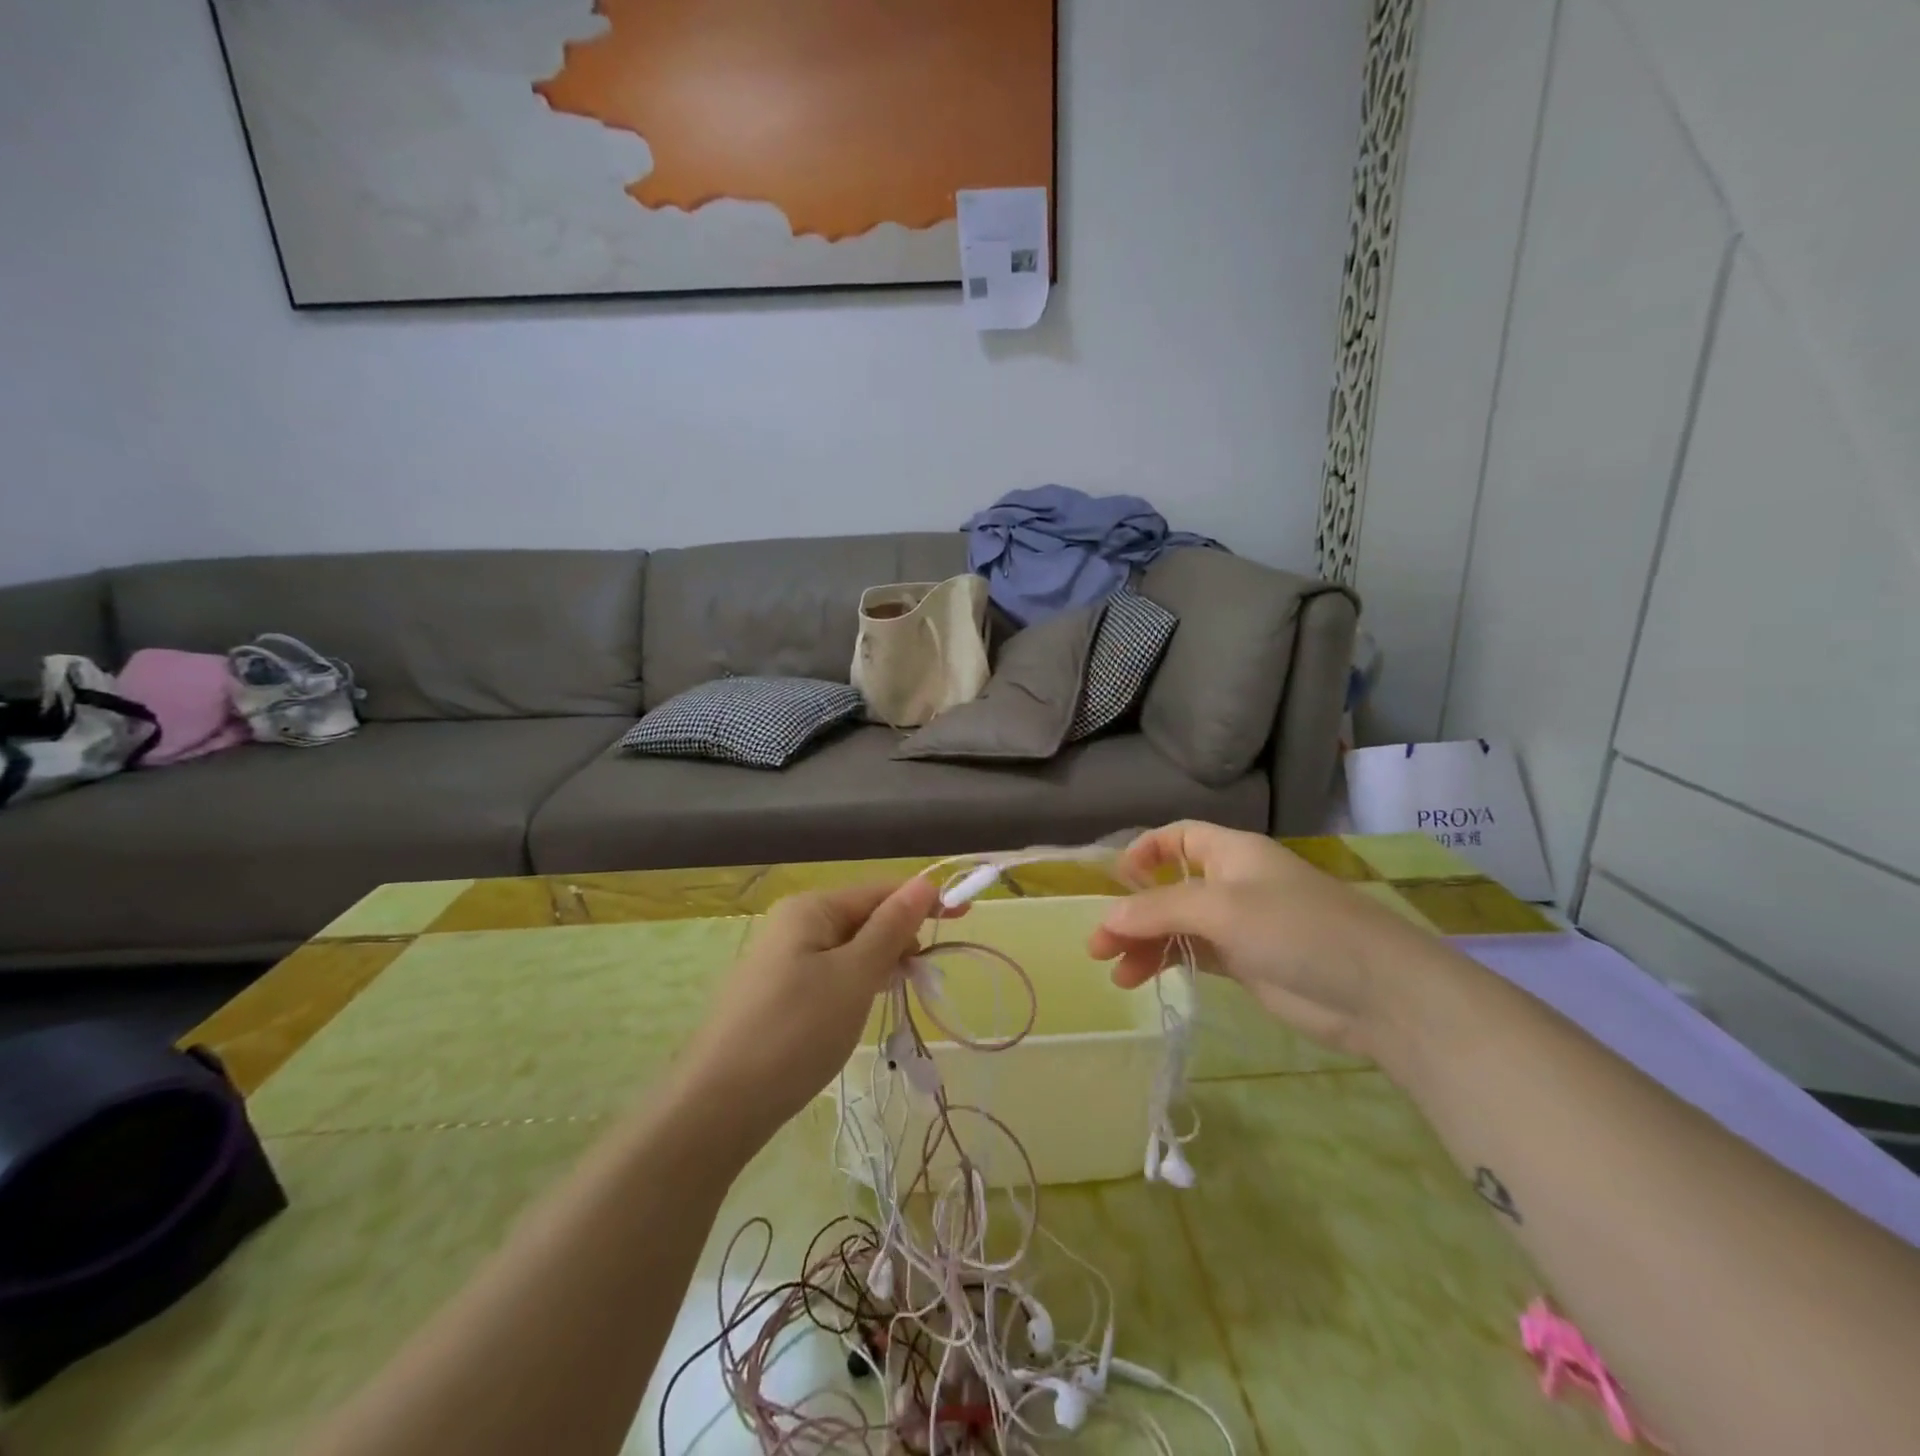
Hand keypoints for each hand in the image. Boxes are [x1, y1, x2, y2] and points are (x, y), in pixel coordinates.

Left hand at [684, 877, 938, 1135]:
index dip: (922, 902)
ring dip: (879, 964)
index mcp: (810, 908)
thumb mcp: (854, 976)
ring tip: (899, 992)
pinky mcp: (775, 992)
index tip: (964, 917)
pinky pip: (828, 973)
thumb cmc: (796, 1032)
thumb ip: (891, 928)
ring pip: (847, 949)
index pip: (879, 891)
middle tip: (926, 976)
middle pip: (863, 917)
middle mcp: (792, 923)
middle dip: (900, 939)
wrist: (718, 1106)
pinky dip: (854, 984)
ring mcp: (780, 959)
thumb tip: (924, 882)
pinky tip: (862, 1007)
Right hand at [1087, 820, 1431, 1055]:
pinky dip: (1167, 962)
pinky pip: (1194, 954)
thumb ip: (1159, 911)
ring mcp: (1240, 925)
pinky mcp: (1247, 963)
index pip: (1178, 838)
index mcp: (1231, 853)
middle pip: (1169, 888)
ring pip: (1178, 926)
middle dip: (1132, 912)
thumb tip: (1107, 917)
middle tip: (1098, 945)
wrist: (1377, 992)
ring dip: (1144, 943)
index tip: (1116, 882)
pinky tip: (1142, 979)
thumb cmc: (1297, 929)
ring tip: (1115, 972)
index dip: (1144, 852)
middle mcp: (1232, 883)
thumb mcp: (1221, 909)